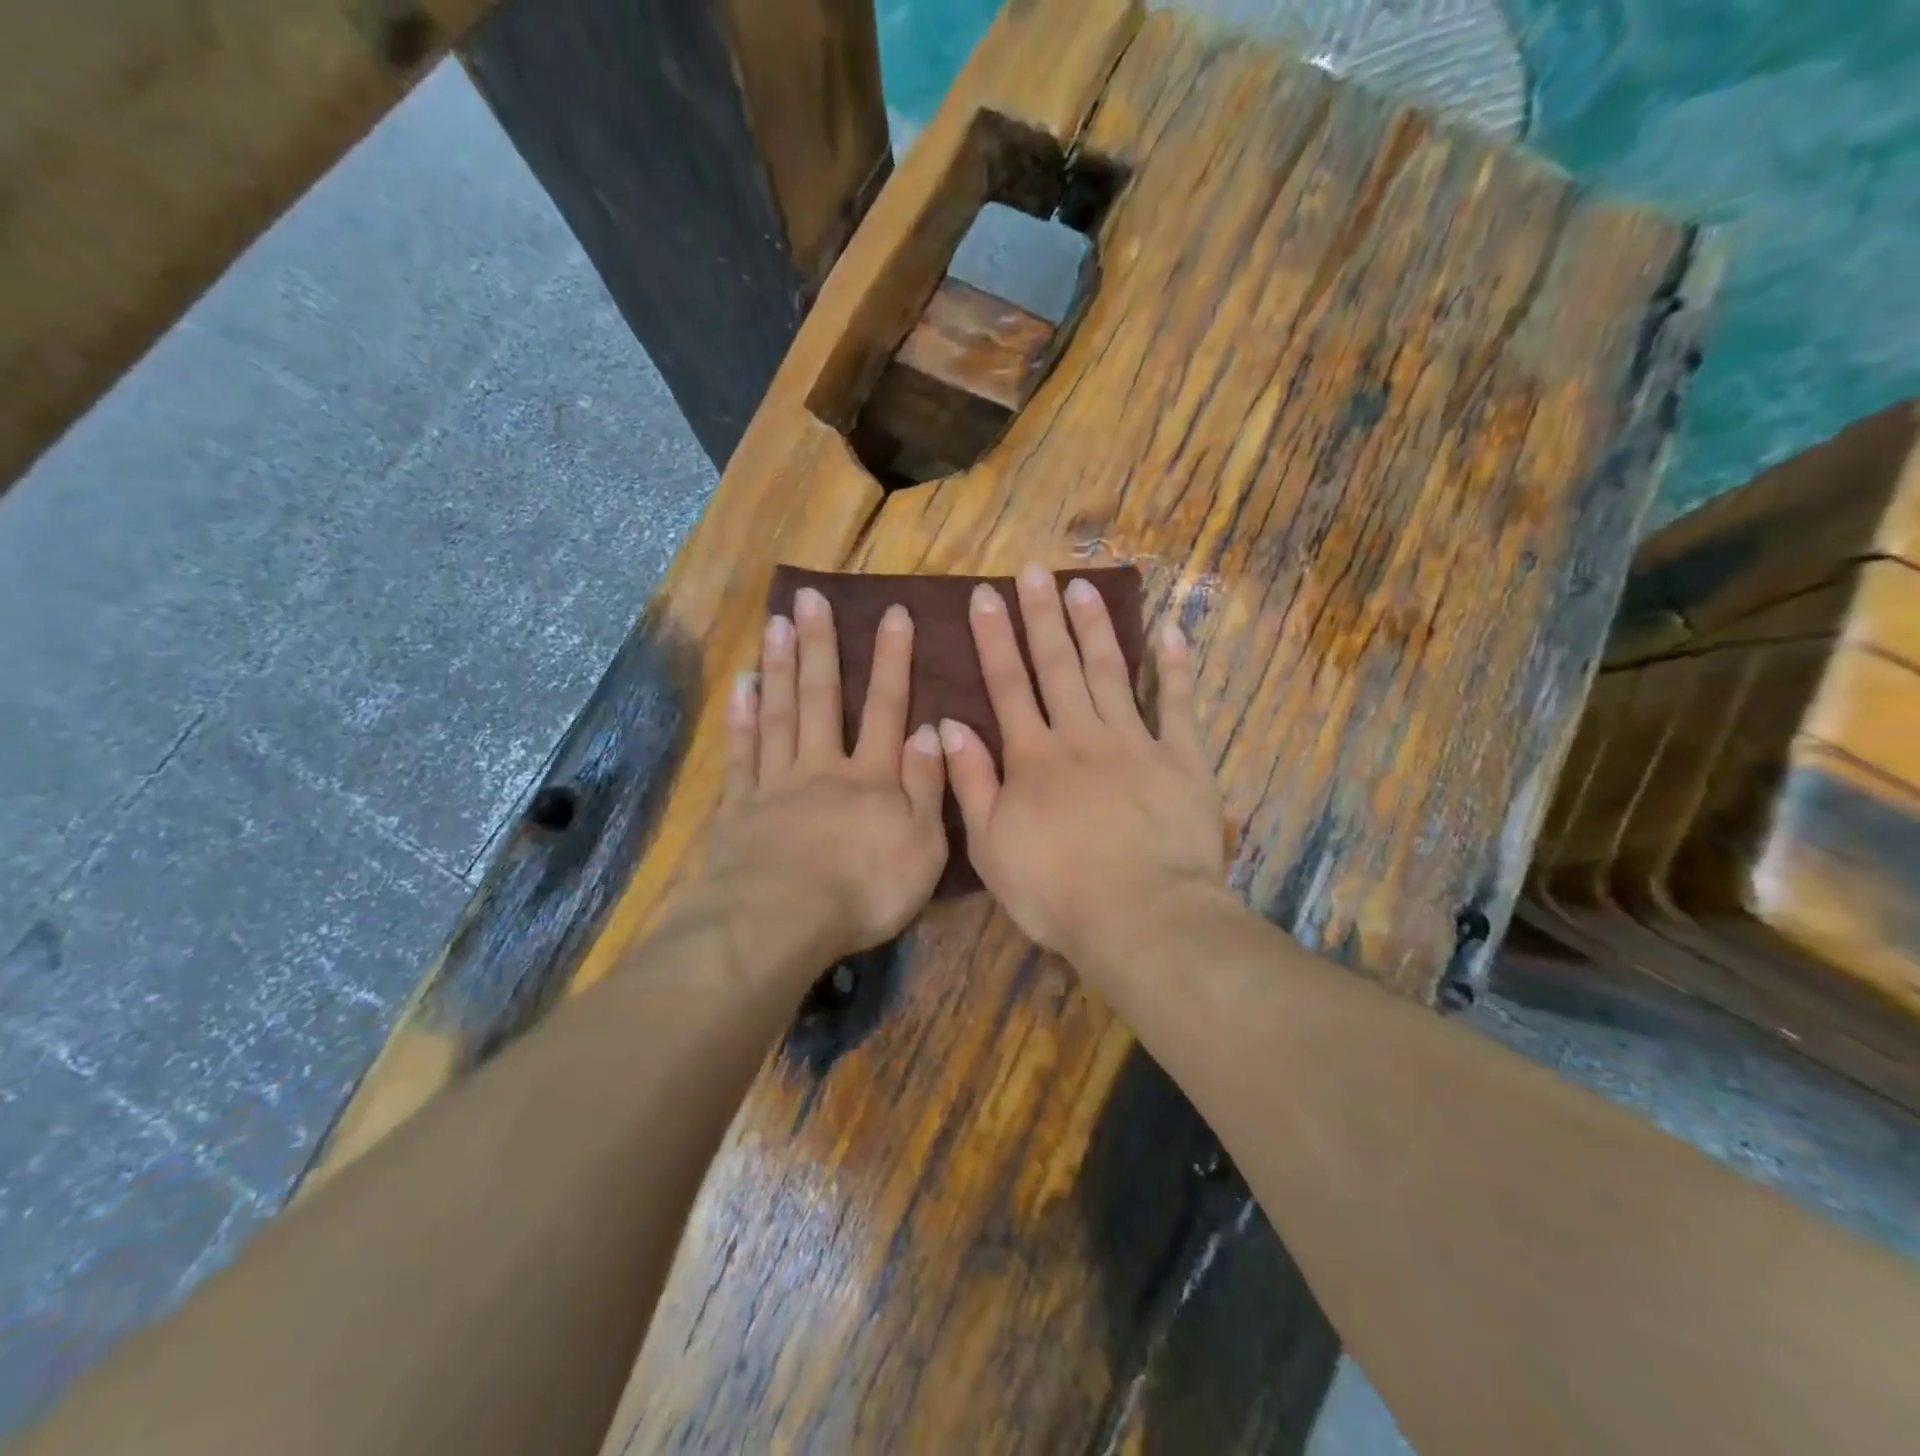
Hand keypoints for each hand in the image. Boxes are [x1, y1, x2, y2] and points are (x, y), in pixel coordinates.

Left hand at [693, 586, 947, 970]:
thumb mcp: (922, 845)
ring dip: (781, 667)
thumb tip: (928, 729)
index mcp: (871, 777)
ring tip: (776, 624)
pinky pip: (742, 753)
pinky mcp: (740, 807)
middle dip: (821, 645)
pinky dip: (742, 718)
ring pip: (780, 714)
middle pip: (822, 697)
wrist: (782, 922)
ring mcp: (776, 783)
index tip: (894, 613)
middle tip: (810, 597)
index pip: (887, 708)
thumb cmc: (864, 890)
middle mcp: (823, 767)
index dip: (893, 660)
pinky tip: (742, 686)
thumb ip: (926, 785)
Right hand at [938, 564, 1228, 967]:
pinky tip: (1170, 630)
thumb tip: (948, 725)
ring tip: (1082, 586)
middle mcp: (1080, 735)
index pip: (1008, 685)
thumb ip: (971, 781)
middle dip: (1042, 615)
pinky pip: (1177, 704)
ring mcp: (1134, 742)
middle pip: (1058, 665)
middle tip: (1034, 571)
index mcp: (1033, 756)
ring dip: (1095, 627)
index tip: (985, 595)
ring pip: (1110, 671)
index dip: (995, 638)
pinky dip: (1174, 667)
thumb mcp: (991, 845)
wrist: (1139, 917)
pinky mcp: (1181, 759)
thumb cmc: (1055, 891)